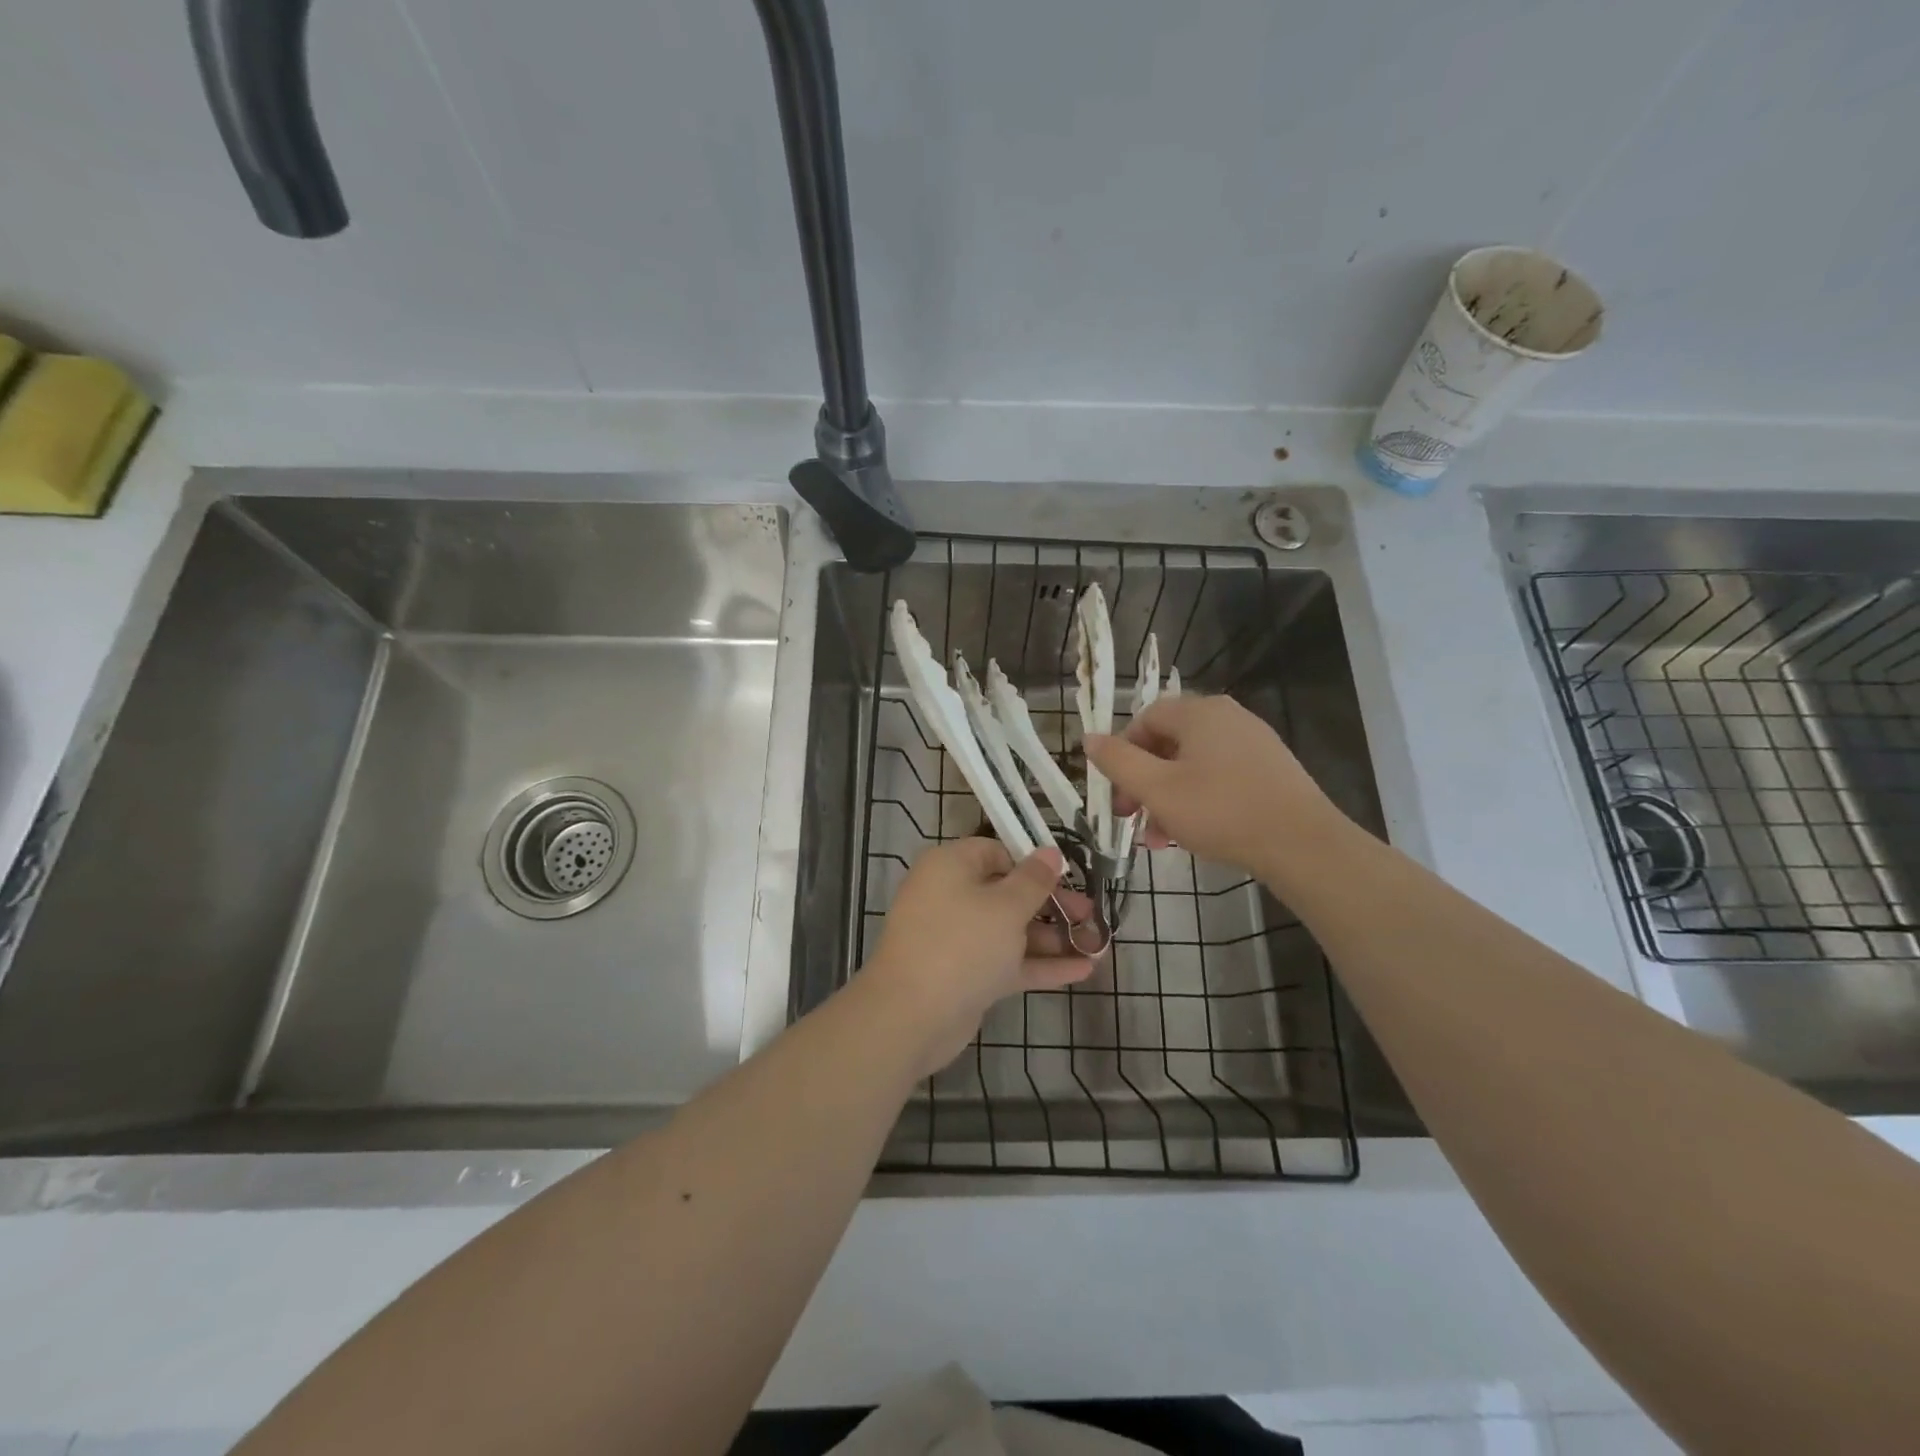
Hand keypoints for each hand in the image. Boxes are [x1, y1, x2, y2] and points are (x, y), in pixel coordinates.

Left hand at [862, 838, 1094, 1077]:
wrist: (910, 1016)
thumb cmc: (961, 944)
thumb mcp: (1005, 906)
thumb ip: (1033, 881)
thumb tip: (1050, 852)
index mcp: (951, 866)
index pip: (996, 852)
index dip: (1033, 863)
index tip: (1069, 877)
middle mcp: (951, 896)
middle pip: (1007, 893)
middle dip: (1052, 904)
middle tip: (1090, 915)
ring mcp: (958, 939)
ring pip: (1010, 931)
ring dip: (1052, 938)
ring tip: (1098, 944)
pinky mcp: (966, 975)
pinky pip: (1007, 961)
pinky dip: (1040, 965)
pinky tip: (1083, 971)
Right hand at [1085, 694, 1343, 879]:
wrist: (1303, 844)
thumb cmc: (1221, 811)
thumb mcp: (1156, 789)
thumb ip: (1117, 762)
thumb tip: (1088, 737)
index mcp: (1198, 712)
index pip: (1144, 719)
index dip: (1122, 754)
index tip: (1117, 793)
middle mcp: (1227, 716)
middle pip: (1167, 743)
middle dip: (1143, 783)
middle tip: (1132, 819)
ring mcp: (1253, 742)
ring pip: (1192, 765)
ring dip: (1167, 798)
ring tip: (1161, 839)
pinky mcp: (1270, 768)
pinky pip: (1219, 776)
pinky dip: (1198, 799)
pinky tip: (1194, 834)